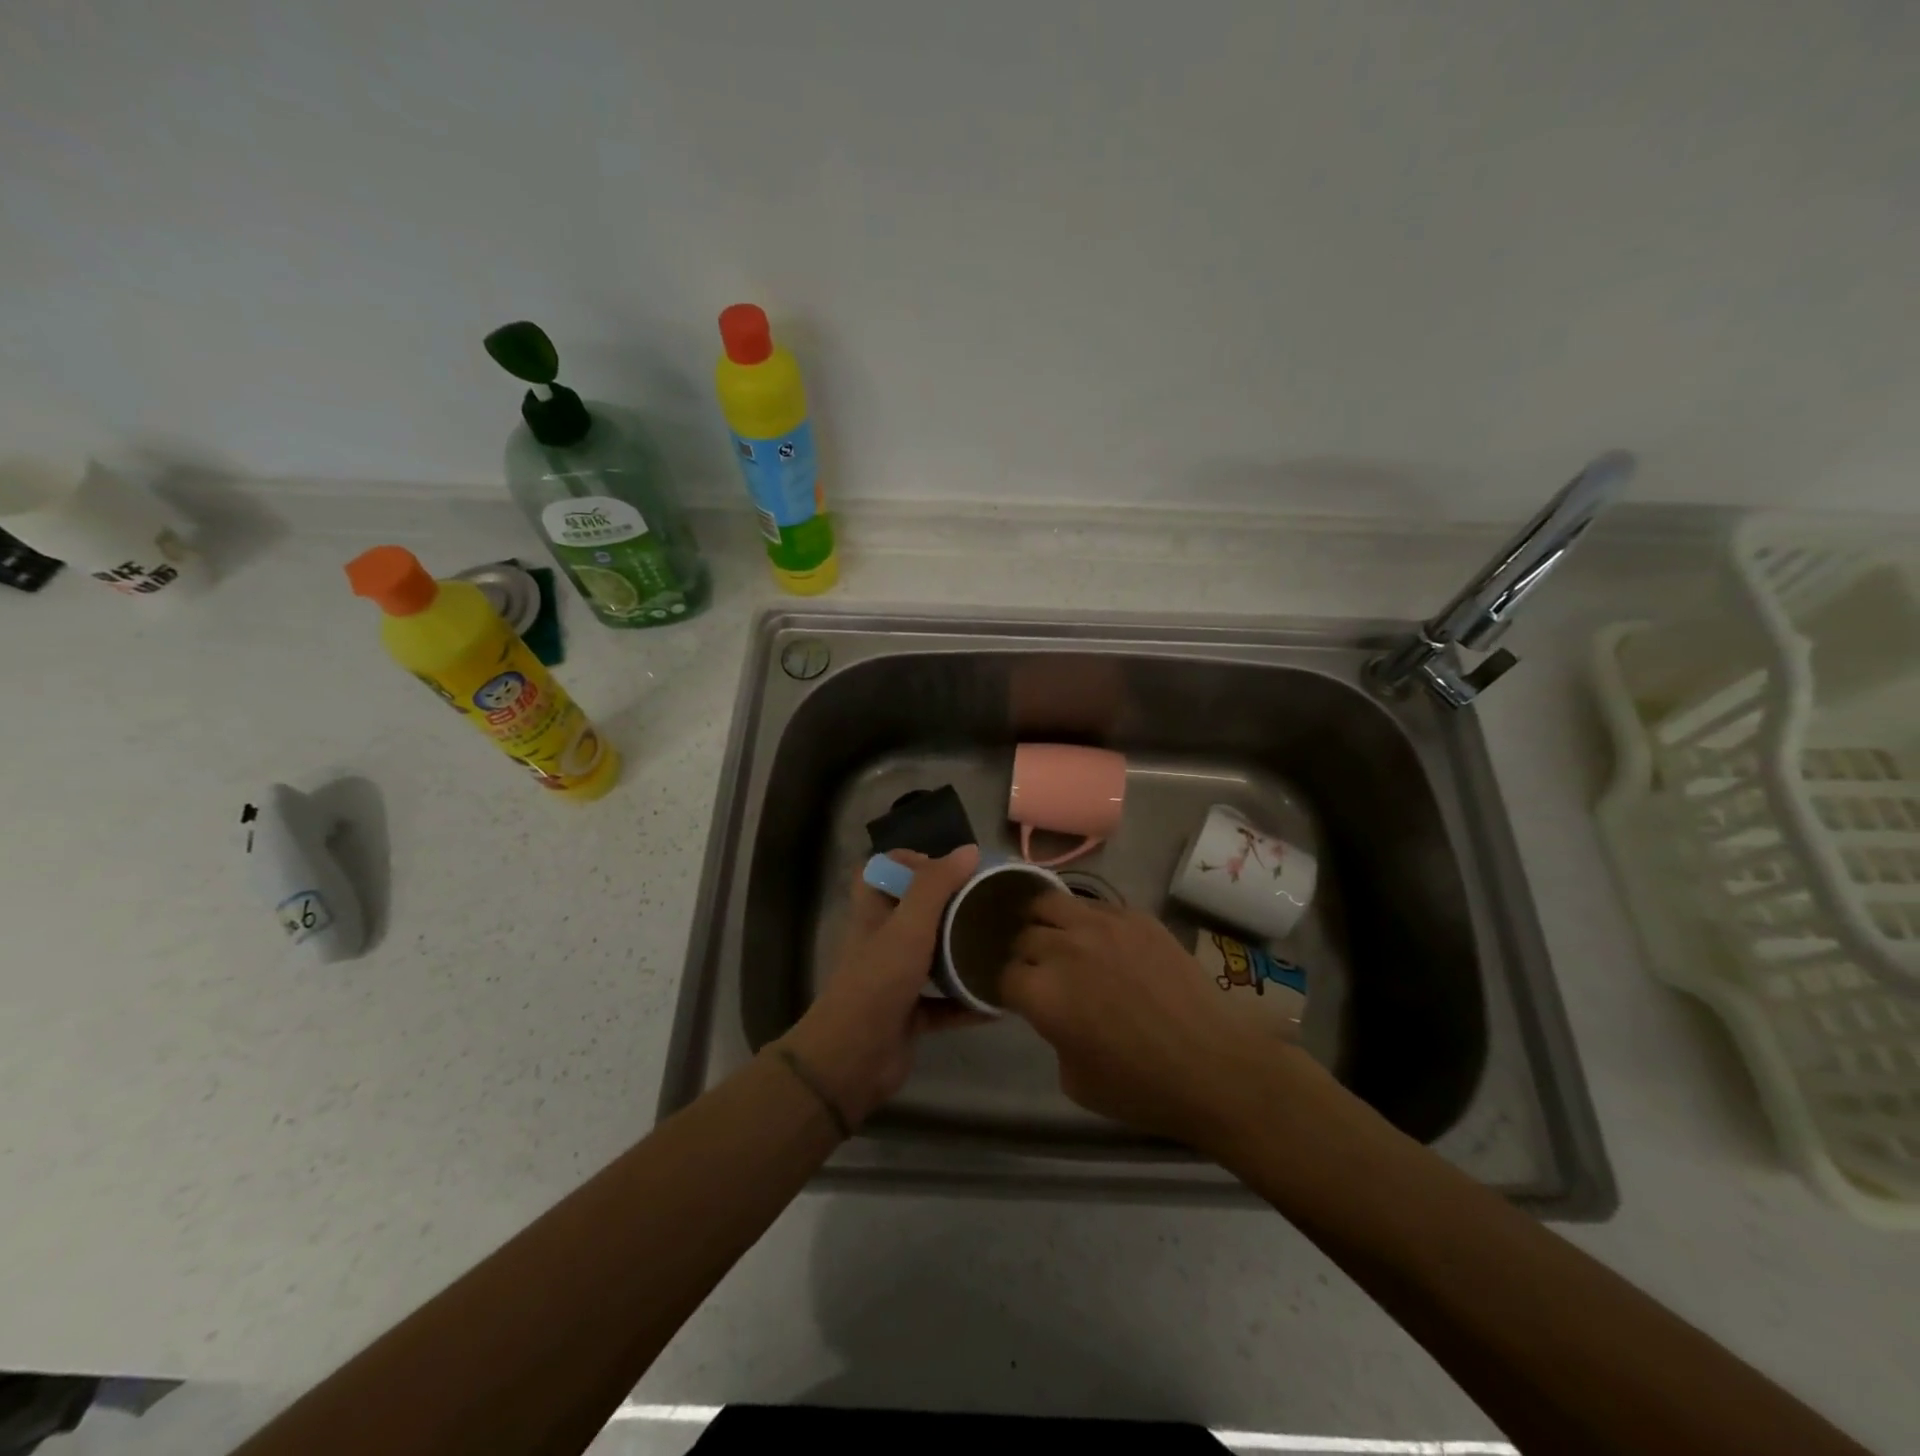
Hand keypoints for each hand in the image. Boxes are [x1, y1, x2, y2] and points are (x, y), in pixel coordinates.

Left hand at [777, 846, 983, 1127]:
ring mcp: (895, 979)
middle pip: (914, 912)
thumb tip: (969, 851)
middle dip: (949, 906)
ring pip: (931, 956)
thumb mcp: (909, 926)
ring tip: (999, 943)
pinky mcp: (909, 1015)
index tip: (949, 868)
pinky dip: (967, 1001)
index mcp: (873, 913)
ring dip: (961, 951)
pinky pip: (944, 1002)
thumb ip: (936, 886)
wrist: (852, 1059)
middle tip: (986, 903)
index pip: (882, 871)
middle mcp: (882, 941)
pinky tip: (998, 1001)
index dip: (910, 861)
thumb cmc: (878, 982)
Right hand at [1001, 890, 1322, 1149]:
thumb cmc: (1141, 1088)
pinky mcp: (1135, 916)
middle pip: (1023, 936)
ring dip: (1045, 921)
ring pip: (1050, 903)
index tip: (1017, 998)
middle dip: (1025, 955)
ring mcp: (1101, 925)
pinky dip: (1086, 920)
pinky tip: (1099, 939)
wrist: (1214, 1067)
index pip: (1003, 975)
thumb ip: (1051, 1032)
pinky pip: (1095, 905)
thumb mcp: (1073, 1078)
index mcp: (1042, 993)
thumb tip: (1053, 1009)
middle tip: (1039, 971)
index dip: (1007, 989)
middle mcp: (1064, 948)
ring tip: (1055, 935)